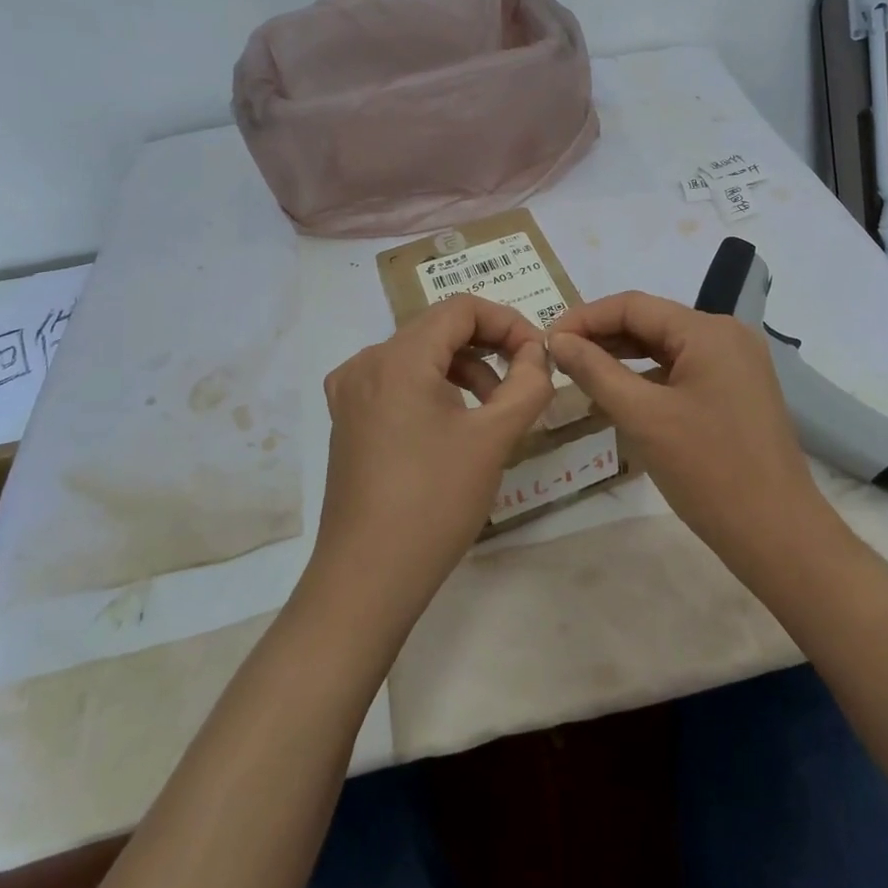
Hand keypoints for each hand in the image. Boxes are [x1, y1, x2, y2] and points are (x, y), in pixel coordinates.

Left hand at [309, 295, 554, 618]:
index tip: (538, 355)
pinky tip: (456, 424)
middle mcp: (367, 363)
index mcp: (398, 358)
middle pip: (438, 329)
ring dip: (464, 369)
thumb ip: (527, 384)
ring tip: (496, 409)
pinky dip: (435, 388)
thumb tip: (537, 354)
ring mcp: (351, 392)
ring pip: (419, 356)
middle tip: (525, 379)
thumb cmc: (434, 502)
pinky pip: (398, 382)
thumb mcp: (494, 438)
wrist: (367, 578)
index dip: (508, 321)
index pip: (461, 309)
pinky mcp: (348, 420)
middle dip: (489, 346)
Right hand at [548, 291, 827, 565]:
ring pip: (665, 347)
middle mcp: (726, 335)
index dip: (584, 318)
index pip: (633, 306)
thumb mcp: (642, 416)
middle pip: (650, 322)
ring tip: (578, 373)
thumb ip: (595, 370)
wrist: (777, 534)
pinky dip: (647, 378)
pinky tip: (618, 394)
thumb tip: (557, 339)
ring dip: (621, 357)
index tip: (546, 341)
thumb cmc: (708, 470)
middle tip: (556, 358)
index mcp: (708, 331)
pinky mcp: (735, 391)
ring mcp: (735, 364)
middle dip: (601, 336)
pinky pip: (681, 370)